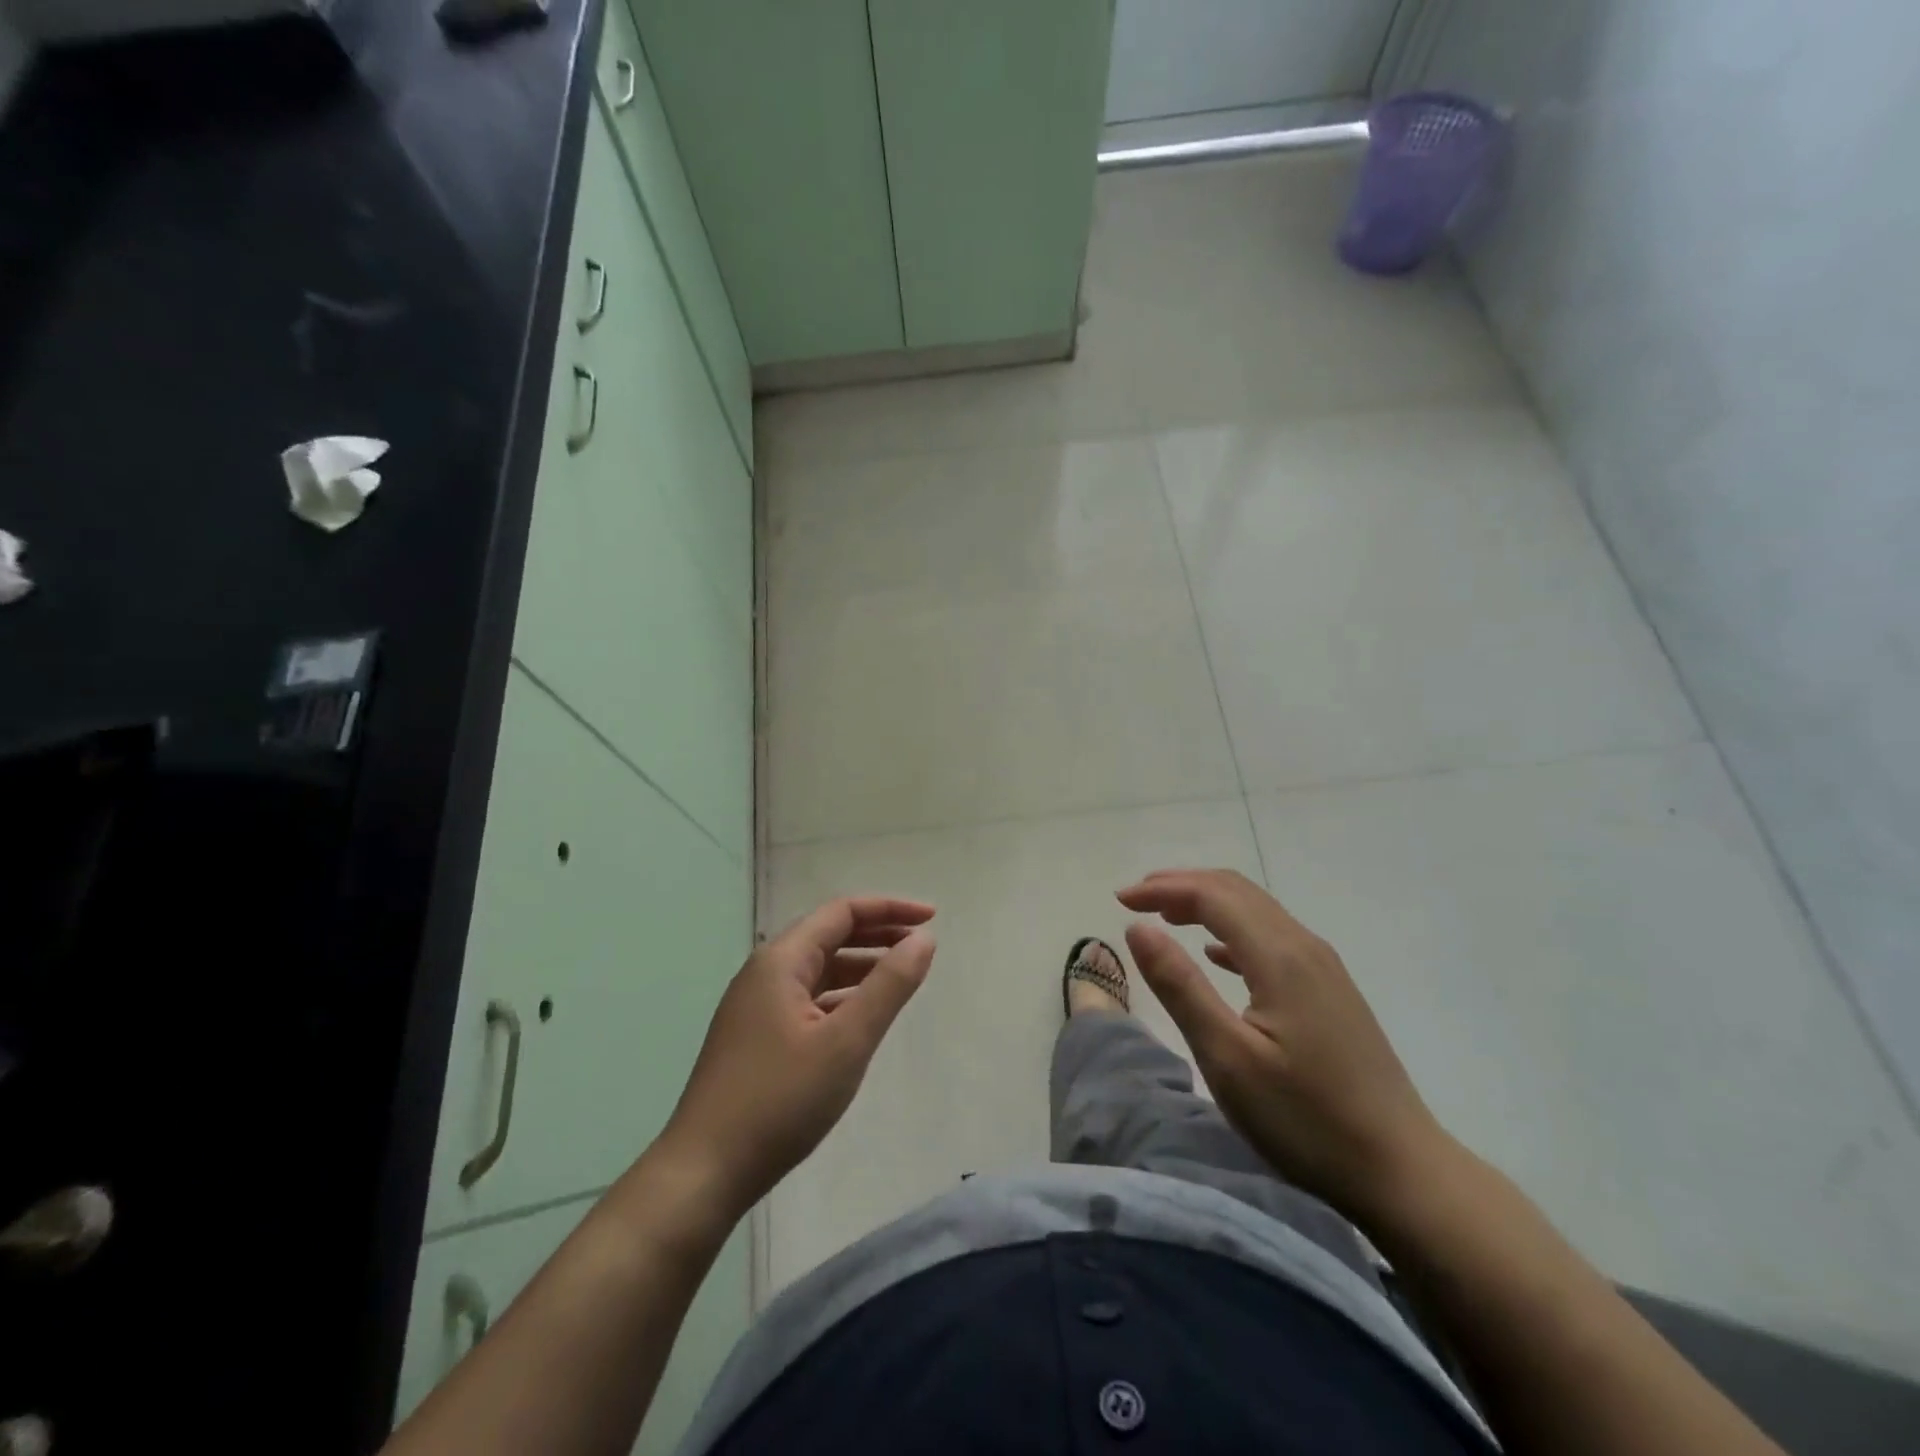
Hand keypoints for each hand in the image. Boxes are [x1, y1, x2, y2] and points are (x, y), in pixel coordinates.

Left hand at [660, 898, 936, 1218]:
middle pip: (829, 935)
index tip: (932, 918)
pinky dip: (841, 996)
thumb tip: (923, 939)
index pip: (842, 912)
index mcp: (781, 961)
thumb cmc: (779, 1100)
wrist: (704, 1173)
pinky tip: (861, 1017)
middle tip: (922, 944)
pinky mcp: (756, 1037)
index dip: (890, 909)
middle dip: (878, 934)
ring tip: (901, 977)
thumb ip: (889, 985)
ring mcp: (756, 1006)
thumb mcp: (846, 1041)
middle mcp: (765, 973)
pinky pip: (807, 999)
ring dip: (861, 966)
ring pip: (818, 969)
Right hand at [1117, 869, 1445, 1220]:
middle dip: (1182, 885)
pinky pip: (1273, 938)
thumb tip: (1138, 928)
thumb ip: (1180, 986)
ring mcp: (1325, 968)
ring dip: (1207, 903)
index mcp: (1279, 956)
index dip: (1162, 888)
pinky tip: (1217, 955)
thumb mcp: (1227, 1058)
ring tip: (1166, 916)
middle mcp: (1305, 947)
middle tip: (1136, 898)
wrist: (1403, 1172)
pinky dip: (1233, 931)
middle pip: (1236, 891)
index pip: (1212, 895)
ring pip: (1257, 911)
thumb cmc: (1306, 1119)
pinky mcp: (1331, 992)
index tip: (1119, 899)